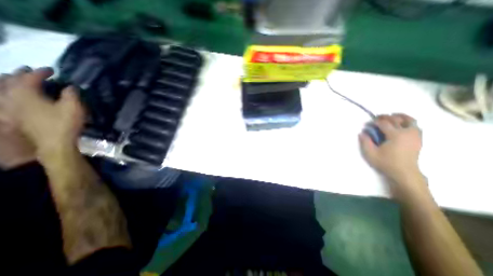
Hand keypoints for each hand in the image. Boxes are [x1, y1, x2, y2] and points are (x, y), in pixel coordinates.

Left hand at [0, 67, 83, 155]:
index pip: (31, 78)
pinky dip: (9, 94)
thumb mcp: (74, 107)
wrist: (54, 143)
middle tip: (30, 70)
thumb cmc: (64, 123)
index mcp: (26, 94)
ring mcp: (11, 108)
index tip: (52, 69)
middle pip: (10, 81)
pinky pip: (5, 100)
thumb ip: (71, 94)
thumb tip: (70, 86)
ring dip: (9, 82)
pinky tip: (13, 96)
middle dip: (20, 74)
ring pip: (3, 90)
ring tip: (16, 79)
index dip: (41, 72)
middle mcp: (12, 98)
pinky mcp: (14, 117)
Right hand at [359, 114, 423, 182]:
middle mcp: (407, 132)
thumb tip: (362, 133)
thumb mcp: (370, 153)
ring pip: (409, 120)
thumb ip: (365, 142)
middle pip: (396, 119)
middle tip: (376, 119)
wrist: (404, 173)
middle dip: (385, 117)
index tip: (368, 124)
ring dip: (399, 117)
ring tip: (391, 117)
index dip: (375, 122)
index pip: (384, 123)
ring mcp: (415, 135)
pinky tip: (401, 124)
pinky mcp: (418, 139)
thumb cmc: (386, 163)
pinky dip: (407, 122)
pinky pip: (415, 125)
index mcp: (395, 135)